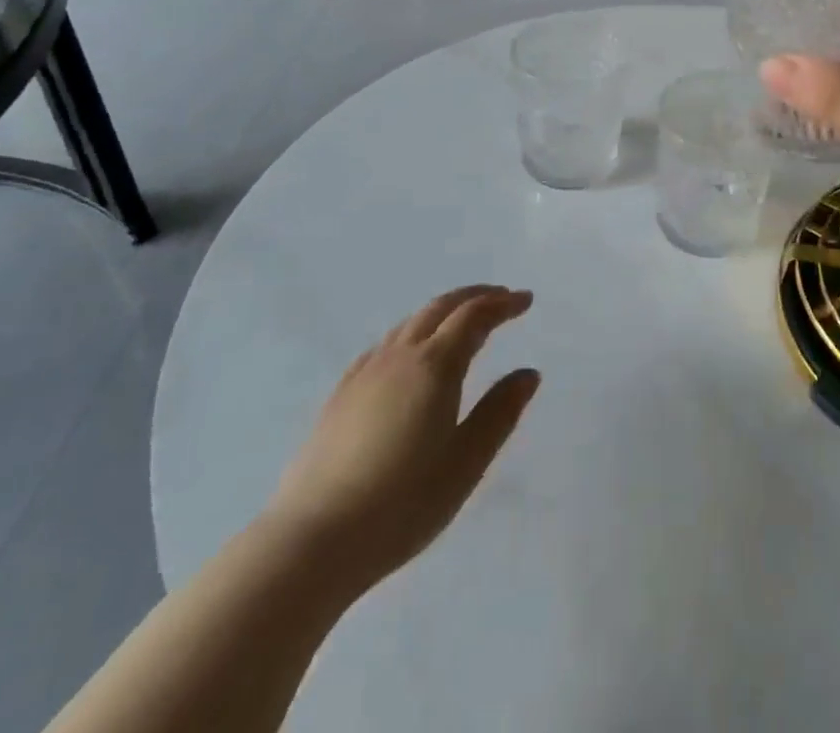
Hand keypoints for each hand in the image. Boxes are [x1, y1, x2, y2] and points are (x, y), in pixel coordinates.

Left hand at [264, 285, 539, 596]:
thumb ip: (500, 413)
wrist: (311, 542)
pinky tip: (409, 356)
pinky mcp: (340, 396)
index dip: (502, 303)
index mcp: (435, 365)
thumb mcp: (466, 462)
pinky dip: (411, 334)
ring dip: (443, 312)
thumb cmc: (401, 504)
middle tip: (502, 299)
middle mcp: (400, 356)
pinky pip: (384, 346)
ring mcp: (365, 374)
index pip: (474, 316)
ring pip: (410, 323)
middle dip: (474, 297)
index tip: (525, 300)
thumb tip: (528, 373)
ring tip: (461, 323)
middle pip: (440, 308)